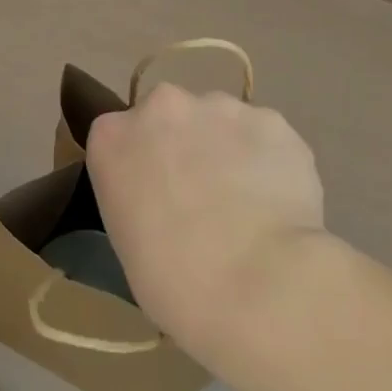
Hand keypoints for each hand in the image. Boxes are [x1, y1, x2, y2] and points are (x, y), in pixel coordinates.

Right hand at [85, 85, 325, 375]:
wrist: (255, 283)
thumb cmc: (174, 280)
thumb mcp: (128, 239)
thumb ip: (140, 197)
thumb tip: (170, 198)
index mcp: (112, 138)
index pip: (120, 137)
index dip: (143, 165)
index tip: (157, 197)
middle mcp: (163, 106)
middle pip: (172, 116)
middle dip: (186, 146)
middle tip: (204, 197)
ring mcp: (222, 108)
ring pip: (223, 121)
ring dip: (230, 149)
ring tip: (249, 202)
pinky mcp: (272, 120)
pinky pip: (266, 136)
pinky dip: (270, 160)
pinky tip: (279, 201)